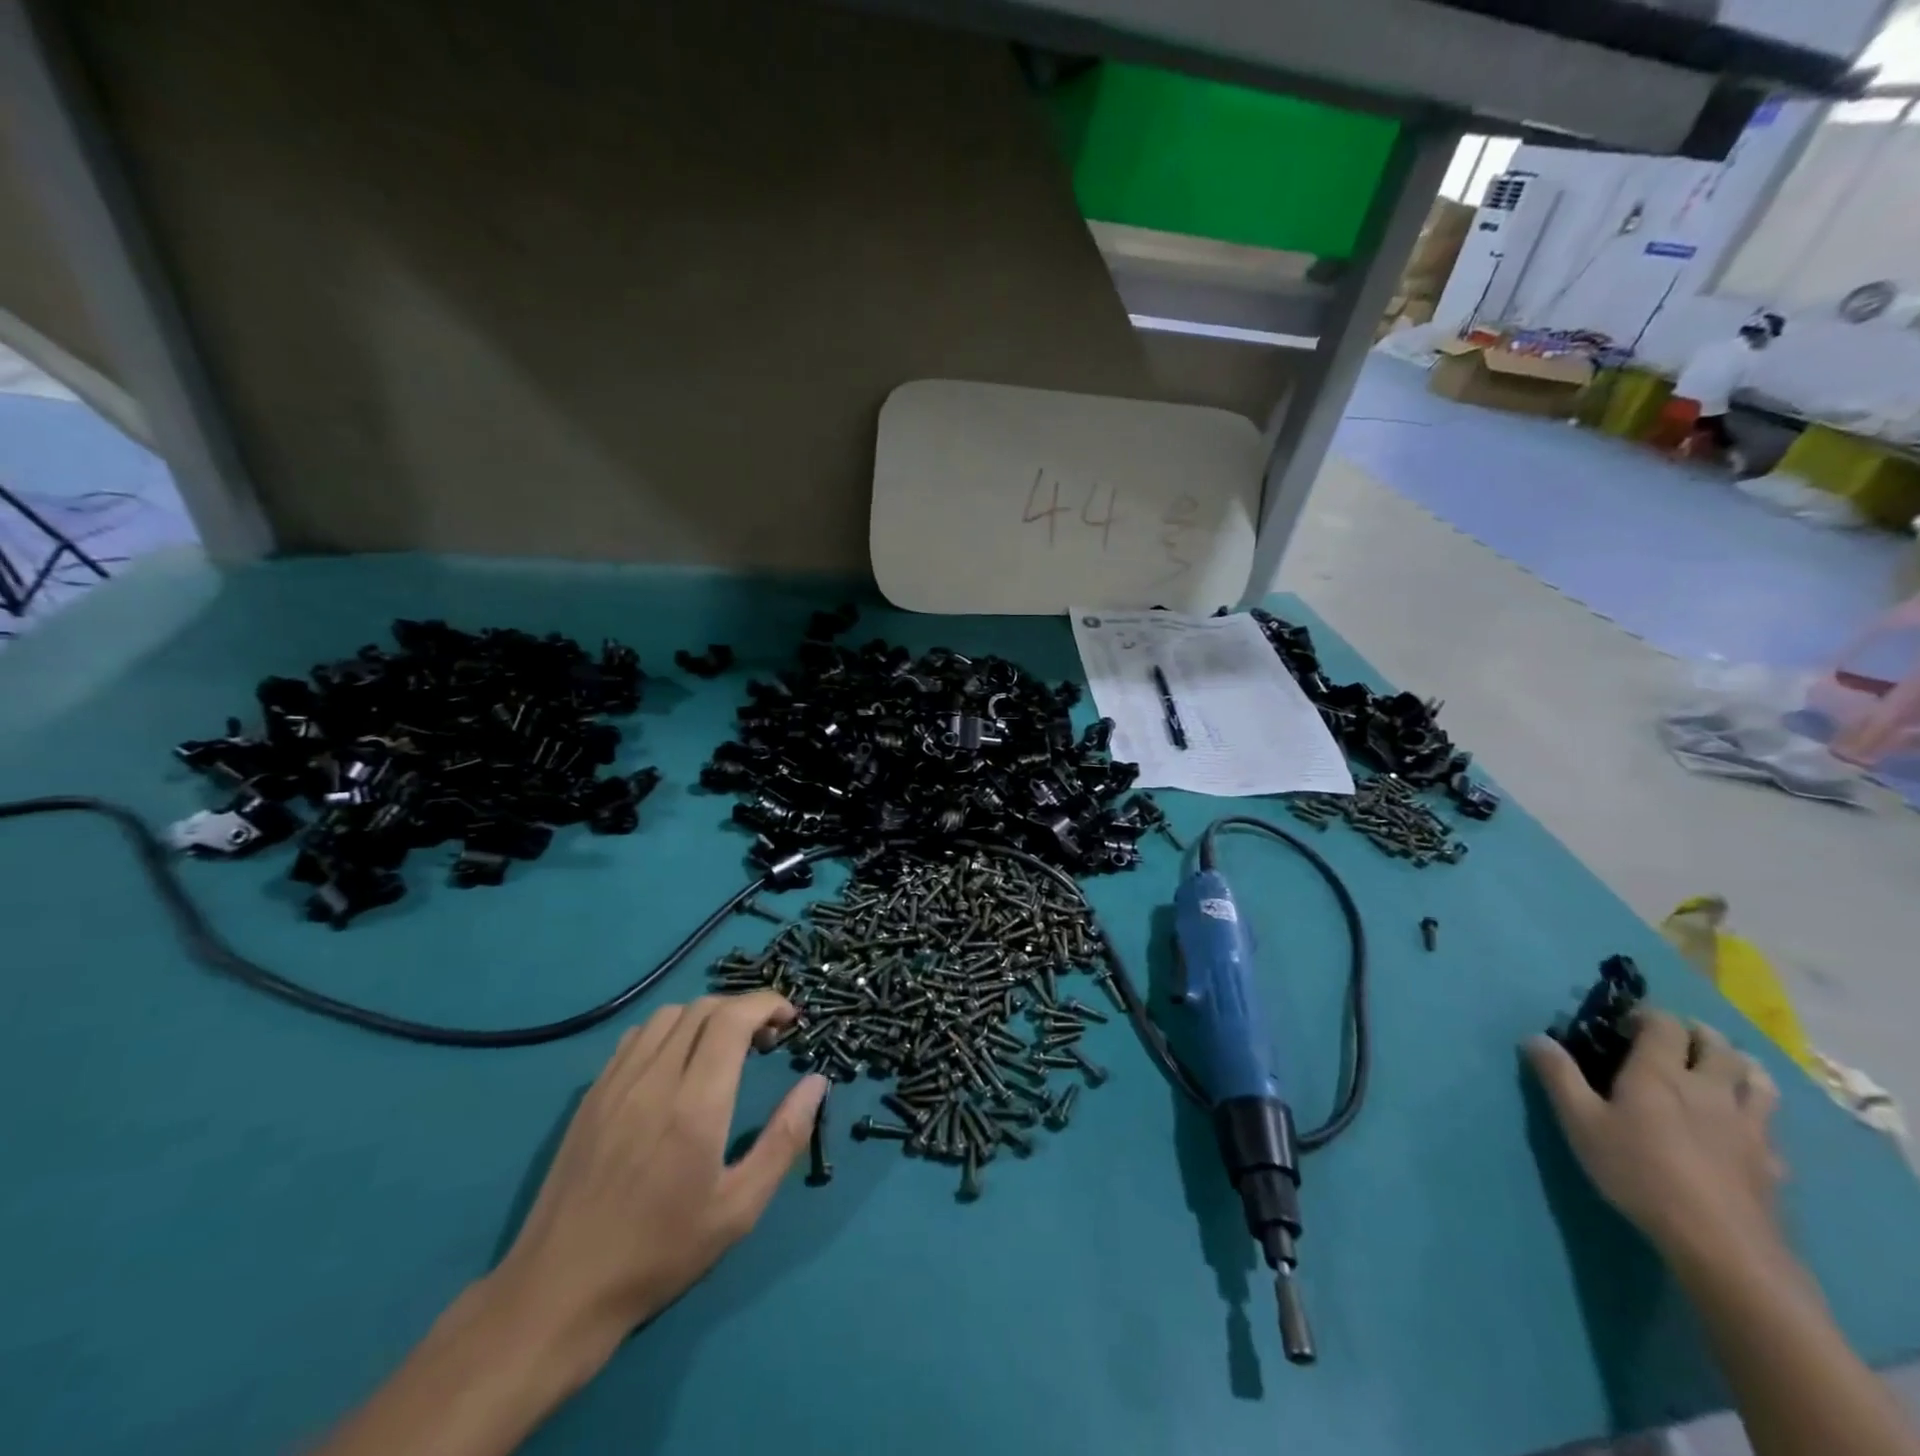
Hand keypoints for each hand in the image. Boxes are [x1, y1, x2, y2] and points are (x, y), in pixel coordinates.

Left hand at [488, 993, 827, 1368]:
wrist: (558, 1292)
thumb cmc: (659, 1254)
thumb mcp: (739, 1209)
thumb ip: (784, 1139)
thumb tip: (816, 1083)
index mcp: (694, 1104)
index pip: (733, 1018)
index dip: (767, 1004)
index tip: (790, 1019)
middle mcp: (654, 1079)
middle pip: (704, 1007)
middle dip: (743, 1009)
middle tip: (765, 1040)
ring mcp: (616, 1082)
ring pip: (668, 1015)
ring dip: (706, 1017)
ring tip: (723, 1048)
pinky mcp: (591, 1094)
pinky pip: (636, 1037)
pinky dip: (669, 1031)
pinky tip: (676, 1065)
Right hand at [1526, 1010, 1785, 1271]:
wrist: (1721, 1244)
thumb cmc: (1639, 1172)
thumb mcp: (1580, 1122)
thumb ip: (1558, 1075)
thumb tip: (1535, 1037)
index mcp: (1661, 1074)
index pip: (1665, 1024)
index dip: (1647, 1015)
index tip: (1624, 1024)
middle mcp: (1709, 1088)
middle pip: (1718, 1044)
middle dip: (1696, 1033)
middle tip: (1672, 1040)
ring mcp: (1748, 1124)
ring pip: (1757, 1077)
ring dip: (1737, 1062)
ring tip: (1717, 1068)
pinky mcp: (1771, 1159)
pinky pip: (1770, 1121)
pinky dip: (1756, 1108)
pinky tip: (1741, 1122)